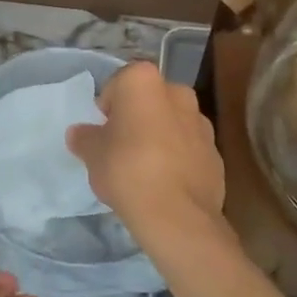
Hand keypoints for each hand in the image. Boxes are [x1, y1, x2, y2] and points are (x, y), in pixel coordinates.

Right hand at [67, 60, 225, 251]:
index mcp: (144, 80)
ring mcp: (202, 123)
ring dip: (160, 137)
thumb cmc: (127, 169)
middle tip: (121, 148)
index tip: (103, 133)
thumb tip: (79, 133)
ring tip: (144, 170)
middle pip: (149, 101)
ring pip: (172, 124)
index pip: (118, 84)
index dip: (107, 109)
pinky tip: (165, 185)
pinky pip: (189, 150)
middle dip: (137, 118)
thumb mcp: (92, 153)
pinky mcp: (216, 154)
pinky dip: (178, 160)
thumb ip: (84, 138)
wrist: (177, 215)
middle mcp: (177, 92)